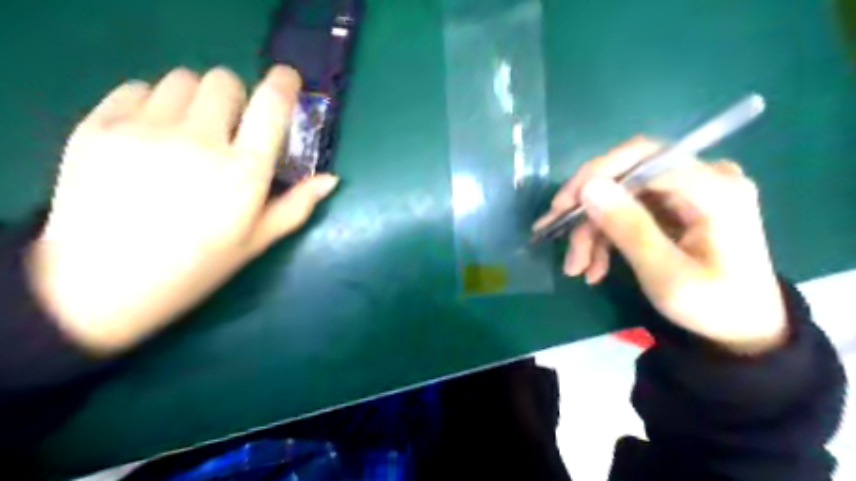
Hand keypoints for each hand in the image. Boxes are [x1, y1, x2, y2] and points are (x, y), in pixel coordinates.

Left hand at [26, 65, 333, 352]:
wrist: (102, 287)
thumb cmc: (196, 267)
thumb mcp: (257, 242)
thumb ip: (297, 205)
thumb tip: (331, 179)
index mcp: (243, 172)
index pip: (270, 105)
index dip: (283, 82)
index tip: (287, 78)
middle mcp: (199, 141)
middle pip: (224, 81)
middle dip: (236, 96)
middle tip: (231, 124)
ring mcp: (145, 130)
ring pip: (182, 79)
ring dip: (197, 97)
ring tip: (190, 129)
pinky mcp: (99, 127)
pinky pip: (136, 88)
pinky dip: (153, 101)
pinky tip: (151, 133)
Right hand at [536, 136, 784, 352]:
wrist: (741, 329)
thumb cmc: (711, 306)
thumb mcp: (666, 275)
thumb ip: (629, 228)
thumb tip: (589, 187)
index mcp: (715, 190)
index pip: (644, 157)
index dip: (596, 175)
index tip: (561, 207)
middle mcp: (703, 179)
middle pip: (627, 176)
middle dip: (587, 210)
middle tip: (555, 235)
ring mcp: (688, 192)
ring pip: (620, 196)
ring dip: (592, 230)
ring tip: (577, 267)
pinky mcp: (675, 206)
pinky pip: (627, 210)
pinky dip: (606, 236)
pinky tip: (593, 266)